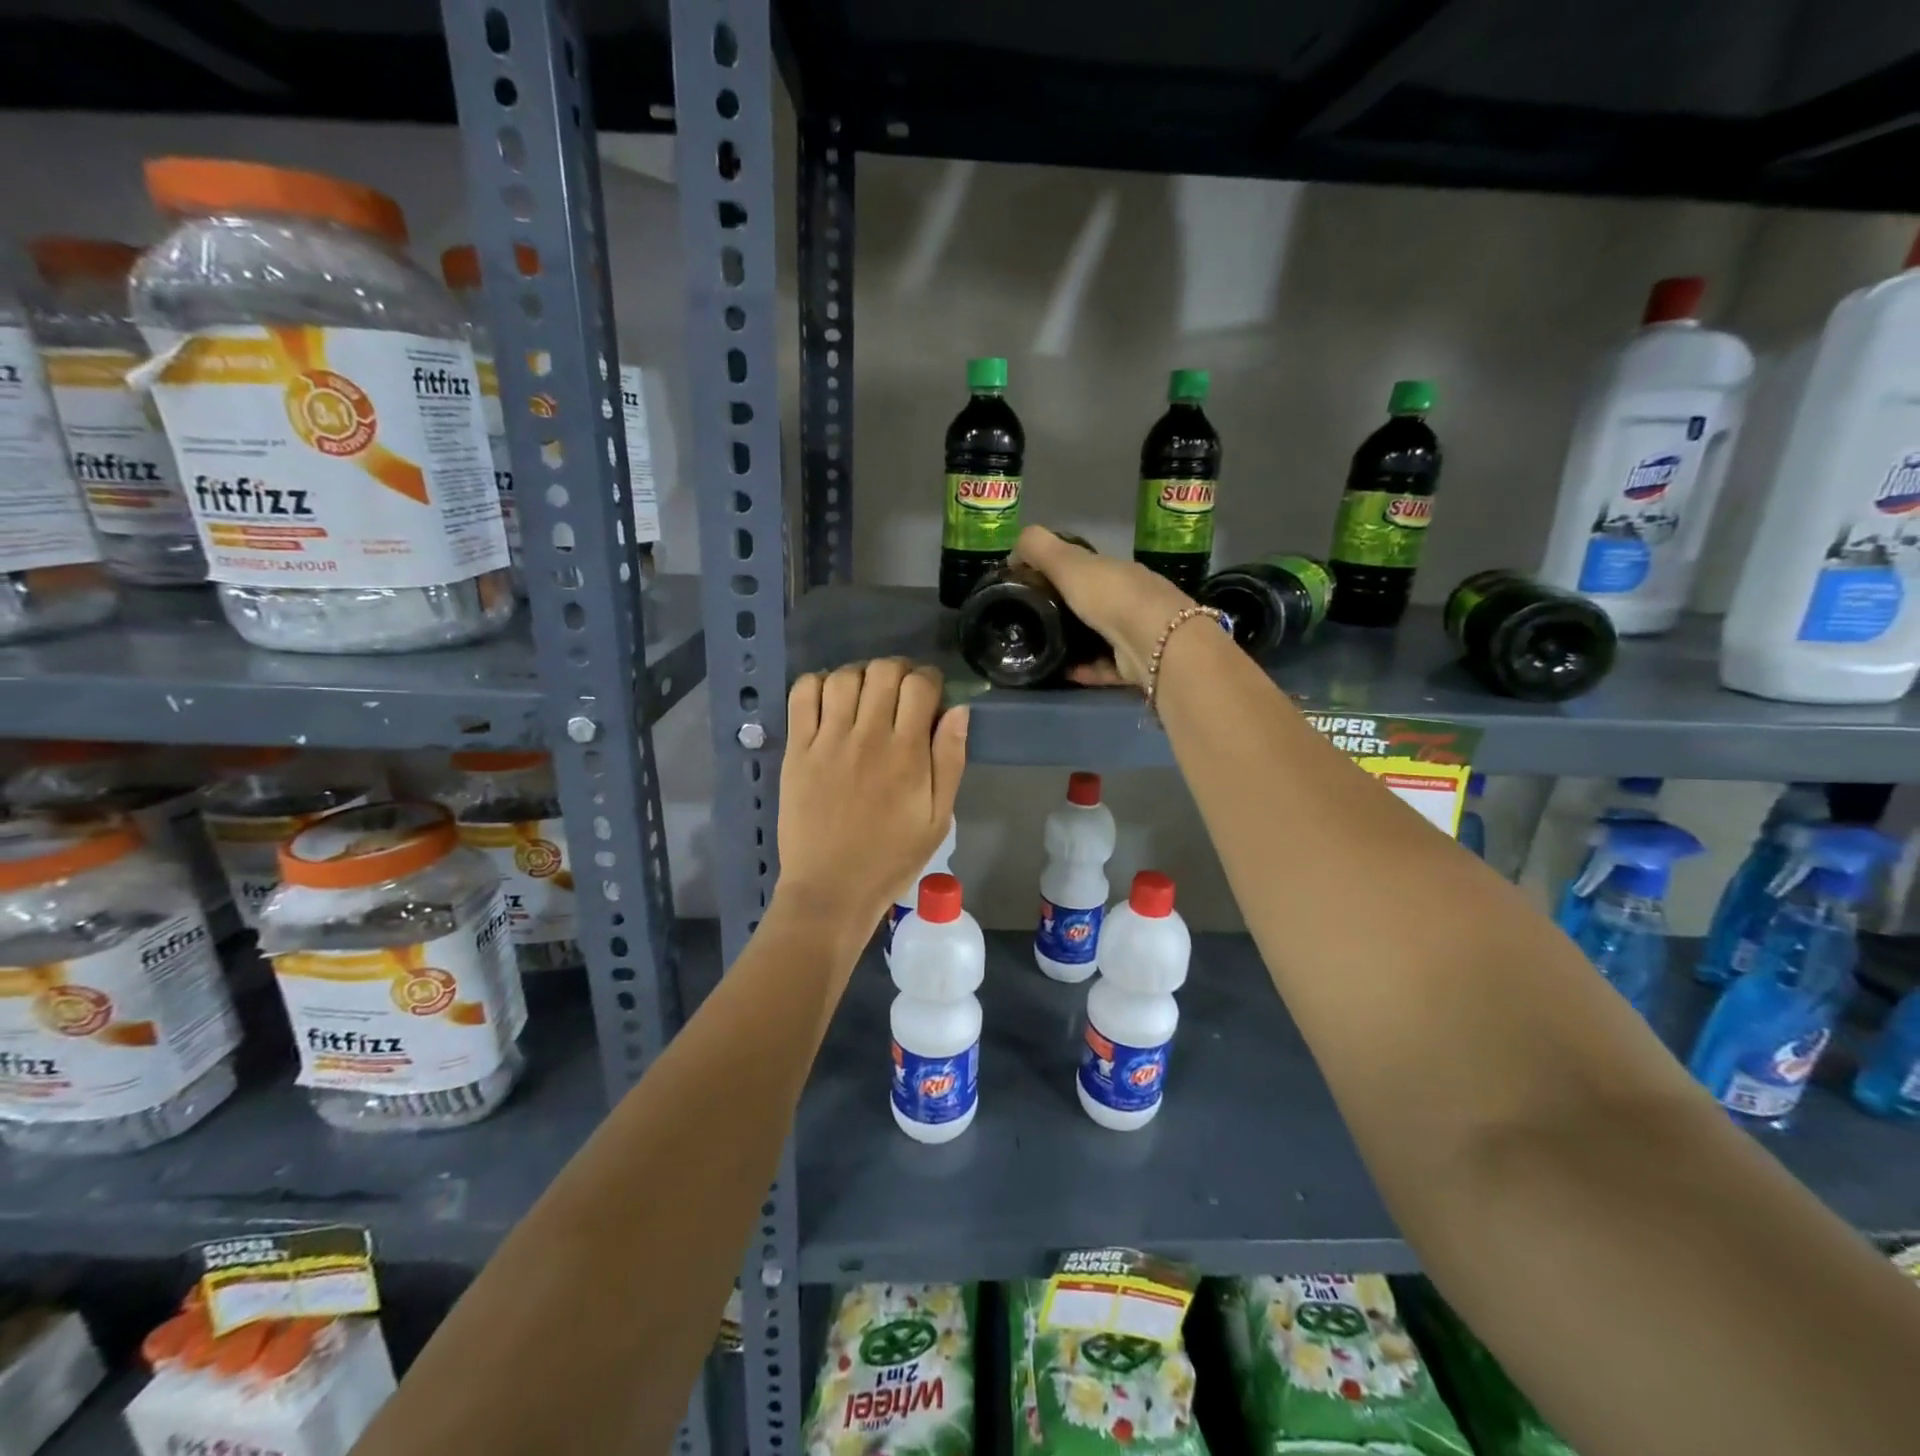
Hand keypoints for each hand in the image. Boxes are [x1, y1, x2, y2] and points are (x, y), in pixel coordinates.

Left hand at [777, 659, 968, 936]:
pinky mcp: (797, 750)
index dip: (929, 679)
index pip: (920, 685)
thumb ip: (950, 761)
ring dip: (861, 675)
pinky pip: (802, 695)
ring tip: (865, 695)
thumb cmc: (891, 858)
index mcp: (907, 753)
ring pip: (844, 676)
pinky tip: (830, 699)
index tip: (930, 694)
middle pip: (883, 671)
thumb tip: (958, 710)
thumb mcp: (938, 818)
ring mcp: (828, 741)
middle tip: (900, 693)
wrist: (831, 889)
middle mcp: (867, 737)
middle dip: (899, 671)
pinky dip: (817, 683)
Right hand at [1012, 525, 1193, 686]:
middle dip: (1068, 609)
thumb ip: (1039, 549)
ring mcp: (1136, 632)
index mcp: (1115, 570)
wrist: (1155, 642)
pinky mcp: (1137, 665)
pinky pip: (1105, 667)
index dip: (1059, 572)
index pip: (1086, 567)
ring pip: (1101, 636)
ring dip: (1075, 643)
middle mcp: (1129, 598)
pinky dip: (1086, 669)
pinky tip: (1064, 672)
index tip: (1030, 585)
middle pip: (1094, 602)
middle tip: (1032, 621)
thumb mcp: (1068, 563)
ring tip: (1043, 649)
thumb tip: (1013, 551)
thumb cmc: (1110, 595)